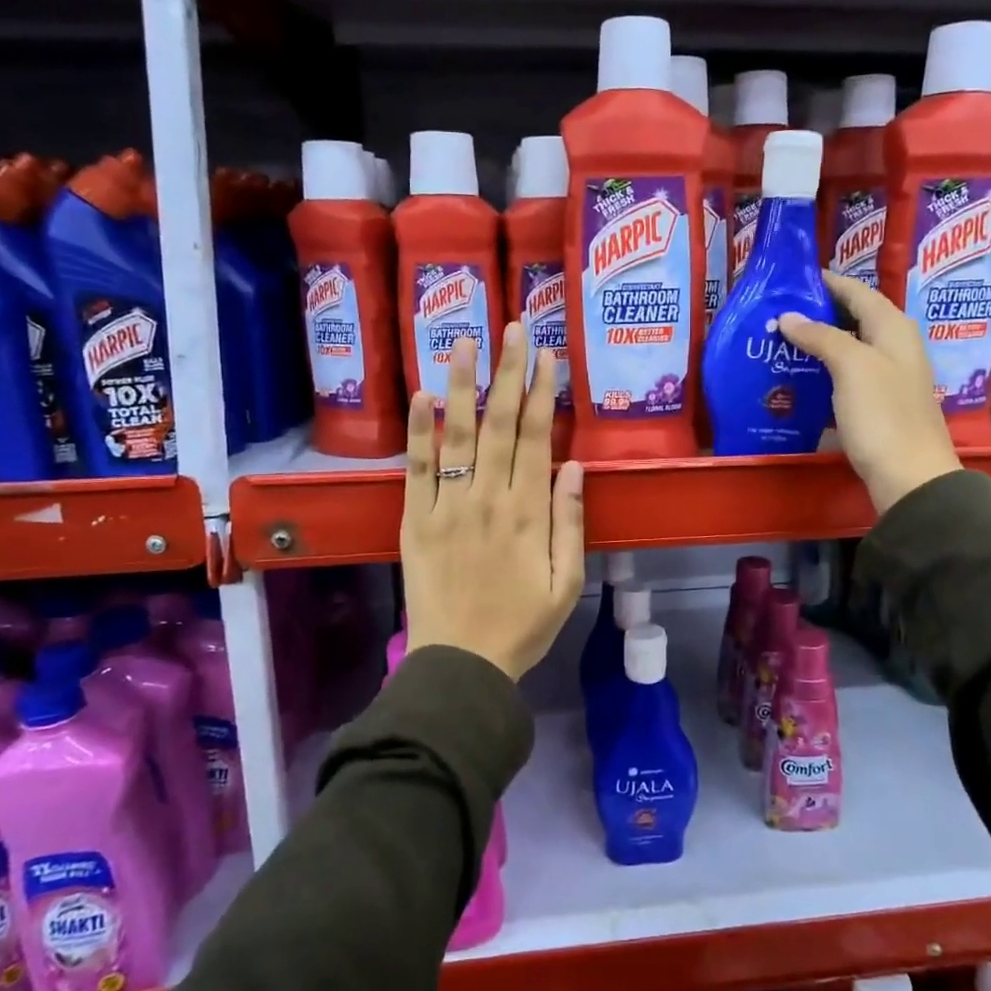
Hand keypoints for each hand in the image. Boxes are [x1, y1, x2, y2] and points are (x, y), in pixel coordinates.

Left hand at [401, 324, 585, 680]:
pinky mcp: (415, 520)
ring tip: (464, 340)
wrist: (460, 663)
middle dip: (508, 372)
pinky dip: (419, 431)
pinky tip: (422, 395)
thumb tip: (574, 466)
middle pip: (500, 424)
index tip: (546, 355)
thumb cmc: (522, 626)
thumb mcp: (567, 583)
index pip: (537, 438)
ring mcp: (448, 507)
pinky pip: (416, 469)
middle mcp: (489, 499)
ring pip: (457, 435)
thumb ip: (570, 522)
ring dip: (462, 385)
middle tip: (512, 326)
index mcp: (529, 513)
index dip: (543, 393)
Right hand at [779, 271, 960, 514]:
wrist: (909, 475)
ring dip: (818, 342)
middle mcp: (894, 346)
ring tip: (780, 341)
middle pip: (854, 317)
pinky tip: (799, 377)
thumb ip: (821, 336)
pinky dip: (824, 370)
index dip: (827, 282)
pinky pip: (847, 375)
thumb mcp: (851, 367)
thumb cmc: (882, 414)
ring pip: (849, 347)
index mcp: (893, 327)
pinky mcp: (878, 404)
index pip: (857, 291)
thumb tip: (789, 316)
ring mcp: (888, 376)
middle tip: (777, 312)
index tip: (791, 279)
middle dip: (818, 312)